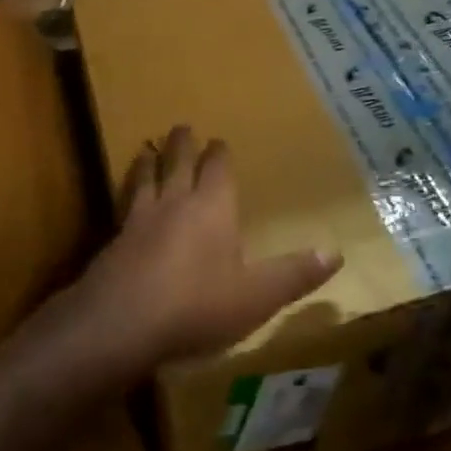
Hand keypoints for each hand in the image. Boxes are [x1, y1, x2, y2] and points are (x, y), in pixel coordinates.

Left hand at [70, 126, 342, 369]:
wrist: (123, 322)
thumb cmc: (198, 304)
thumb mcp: (257, 296)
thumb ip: (294, 274)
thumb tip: (336, 252)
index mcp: (212, 208)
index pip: (217, 169)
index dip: (219, 154)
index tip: (218, 140)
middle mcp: (175, 203)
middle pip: (178, 163)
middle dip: (182, 145)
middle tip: (181, 127)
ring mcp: (140, 219)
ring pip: (145, 179)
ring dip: (148, 162)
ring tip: (146, 150)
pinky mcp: (113, 241)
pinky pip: (123, 206)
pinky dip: (126, 195)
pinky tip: (123, 203)